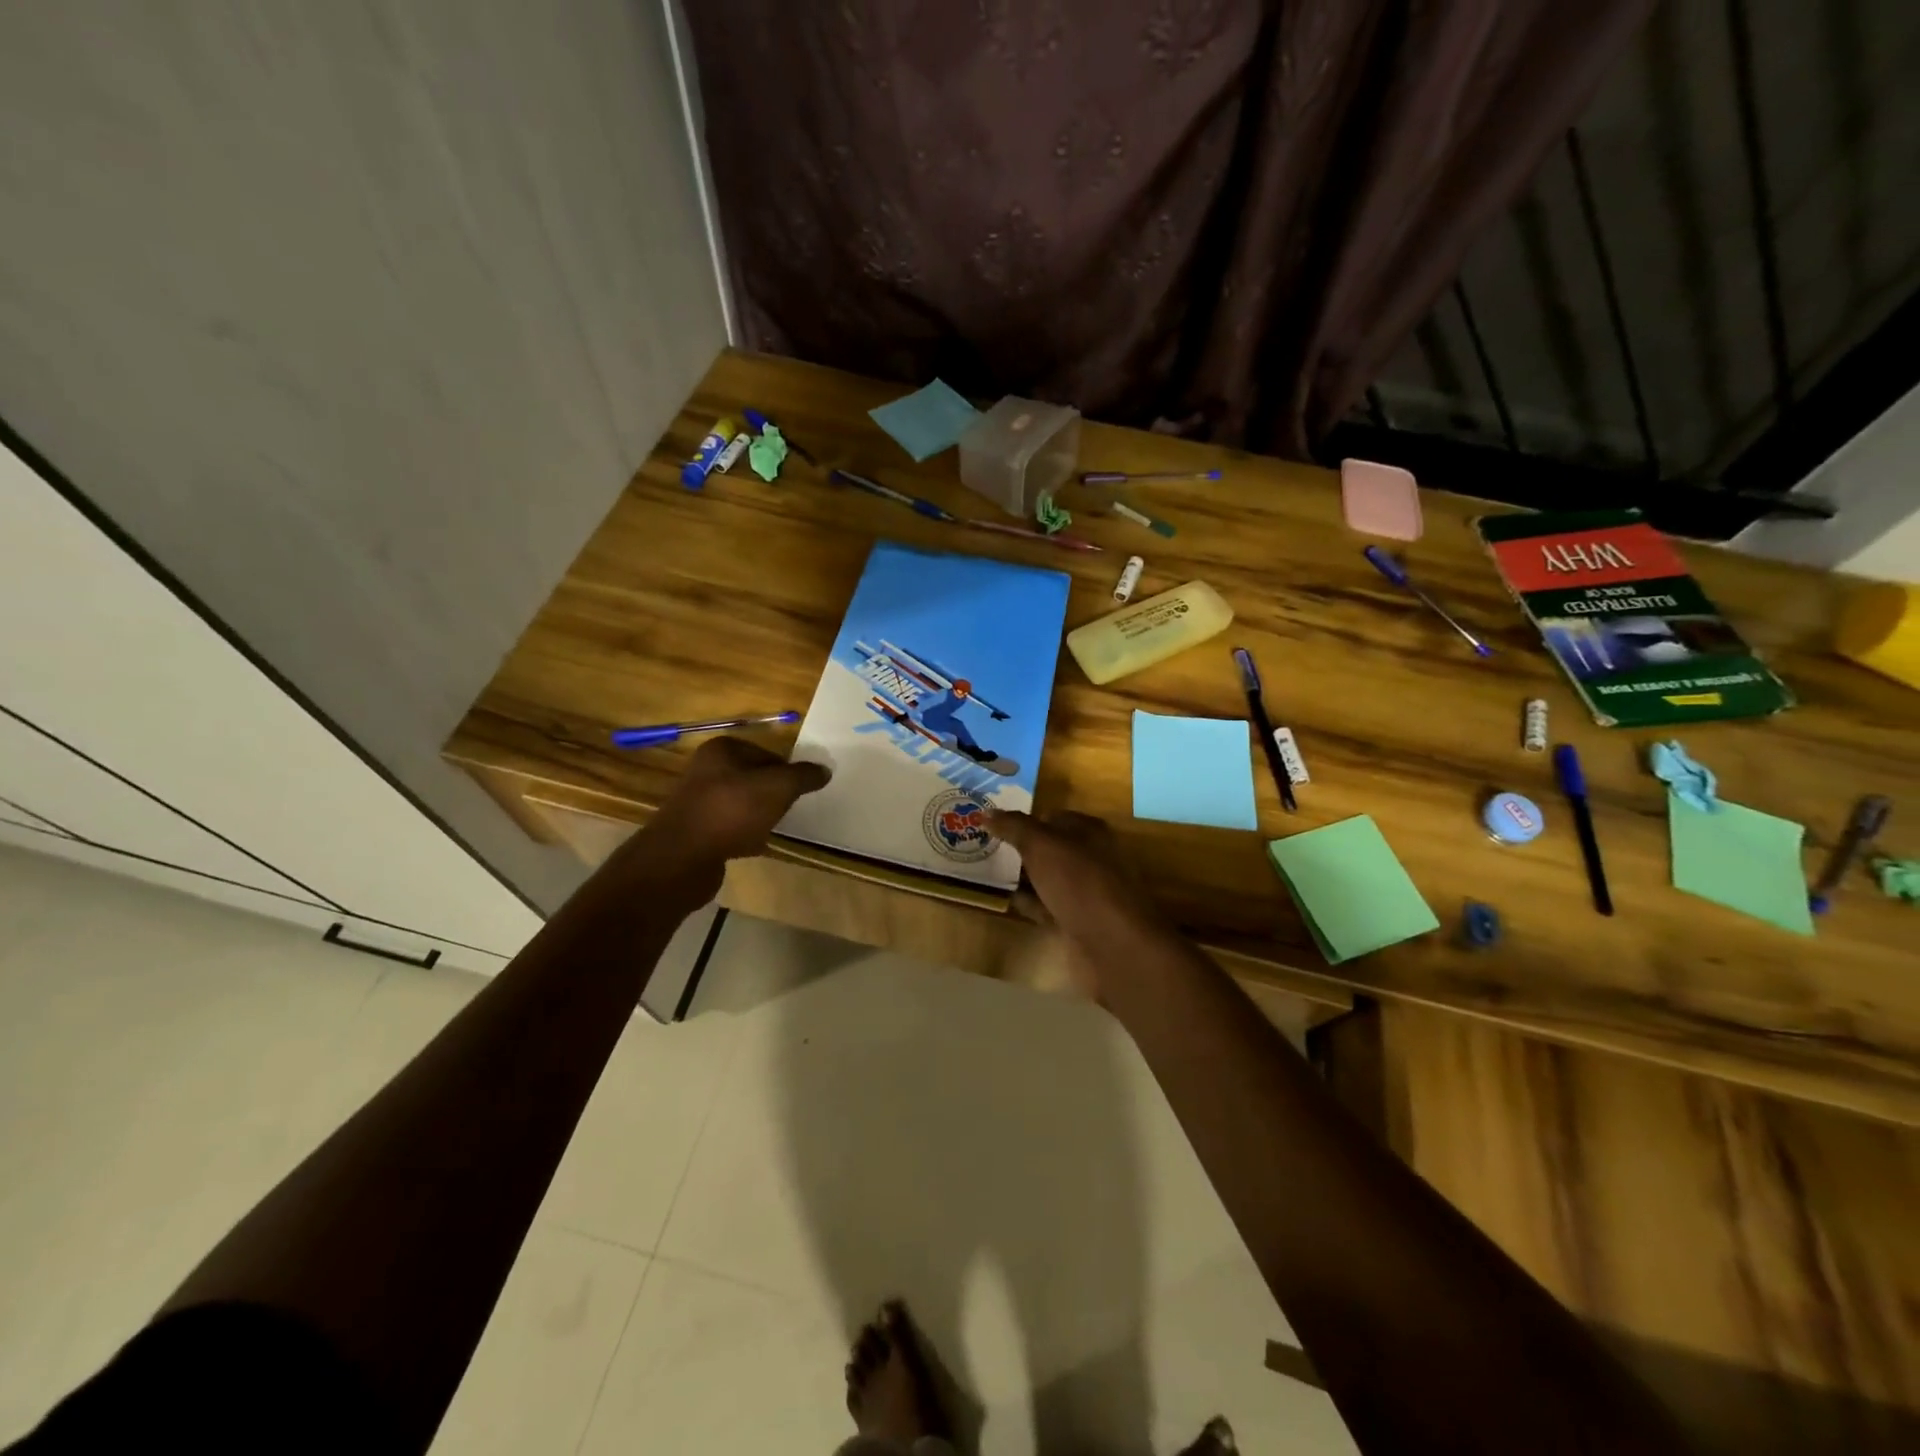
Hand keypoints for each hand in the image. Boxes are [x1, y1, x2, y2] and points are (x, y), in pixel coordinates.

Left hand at [636, 737, 829, 894]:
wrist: (682, 858)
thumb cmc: (732, 811)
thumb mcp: (778, 787)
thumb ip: (803, 776)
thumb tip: (824, 770)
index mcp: (722, 750)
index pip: (767, 753)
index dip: (787, 771)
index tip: (800, 791)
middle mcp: (705, 770)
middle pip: (754, 778)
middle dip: (773, 794)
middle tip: (790, 809)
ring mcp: (697, 801)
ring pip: (742, 804)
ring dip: (759, 815)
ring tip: (774, 827)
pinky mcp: (695, 830)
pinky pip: (729, 827)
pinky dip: (743, 834)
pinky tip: (754, 846)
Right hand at [987, 810, 1172, 981]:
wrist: (1114, 945)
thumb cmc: (1080, 883)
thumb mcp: (1043, 846)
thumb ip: (1014, 827)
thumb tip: (986, 812)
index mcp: (1089, 832)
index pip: (1051, 817)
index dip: (1023, 819)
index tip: (991, 825)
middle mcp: (1090, 858)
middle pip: (1049, 848)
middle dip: (1020, 848)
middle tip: (983, 847)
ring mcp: (1085, 893)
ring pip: (1047, 878)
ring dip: (1022, 877)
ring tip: (987, 872)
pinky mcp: (1078, 922)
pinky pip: (1047, 906)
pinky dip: (1029, 903)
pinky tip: (1005, 902)